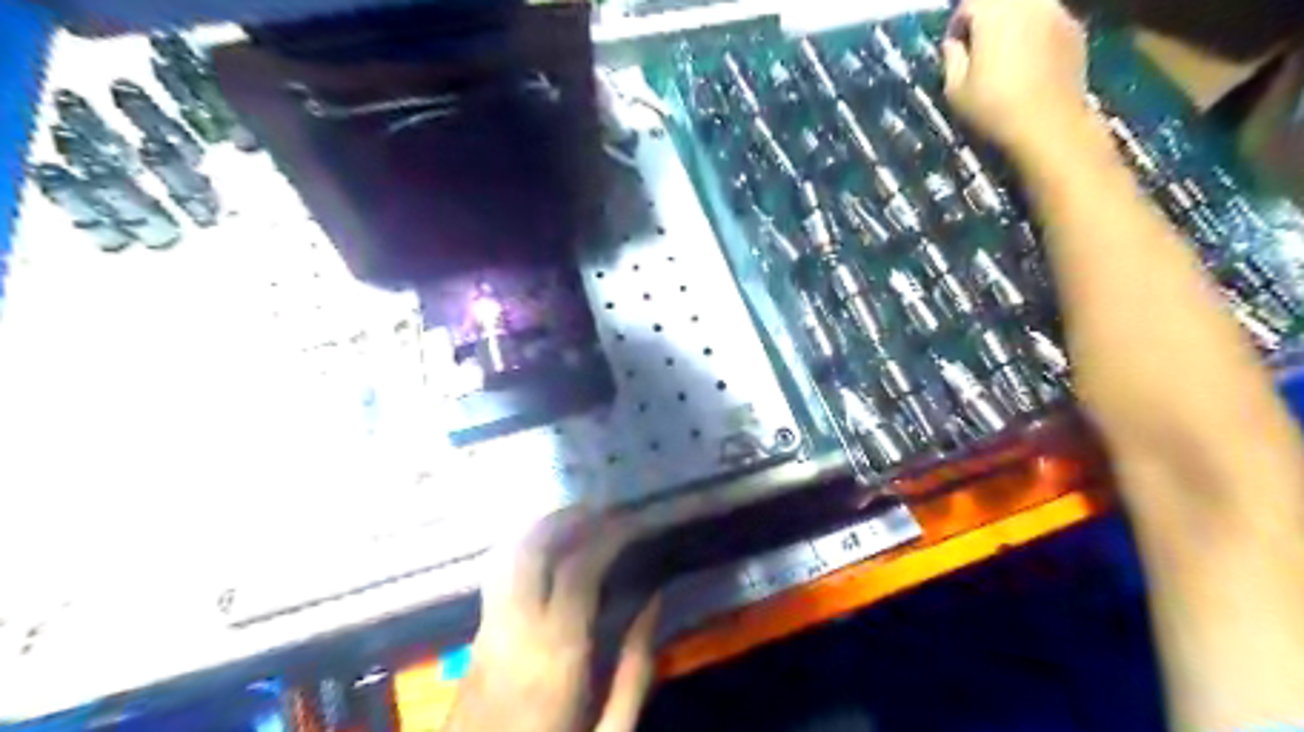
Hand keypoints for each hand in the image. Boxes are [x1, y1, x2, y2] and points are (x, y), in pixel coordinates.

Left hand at [445, 513, 655, 731]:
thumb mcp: (611, 731)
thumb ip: (635, 666)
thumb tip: (653, 601)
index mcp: (554, 653)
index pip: (579, 570)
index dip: (608, 537)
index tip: (633, 524)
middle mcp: (515, 627)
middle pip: (532, 548)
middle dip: (568, 518)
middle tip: (602, 510)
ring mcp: (489, 627)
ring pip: (509, 553)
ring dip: (542, 527)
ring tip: (576, 519)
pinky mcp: (478, 633)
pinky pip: (499, 572)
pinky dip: (523, 546)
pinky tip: (545, 549)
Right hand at [945, 0, 1091, 156]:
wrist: (1048, 124)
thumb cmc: (993, 109)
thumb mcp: (956, 90)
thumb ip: (951, 59)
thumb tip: (954, 44)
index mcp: (995, 14)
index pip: (969, 3)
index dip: (957, 23)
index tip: (954, 47)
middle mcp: (1028, 3)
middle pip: (1001, 1)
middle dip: (986, 17)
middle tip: (979, 46)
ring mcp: (1056, 12)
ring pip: (1027, 6)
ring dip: (1013, 22)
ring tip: (1005, 52)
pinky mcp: (1074, 28)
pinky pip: (1048, 18)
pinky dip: (1035, 31)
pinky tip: (1030, 61)